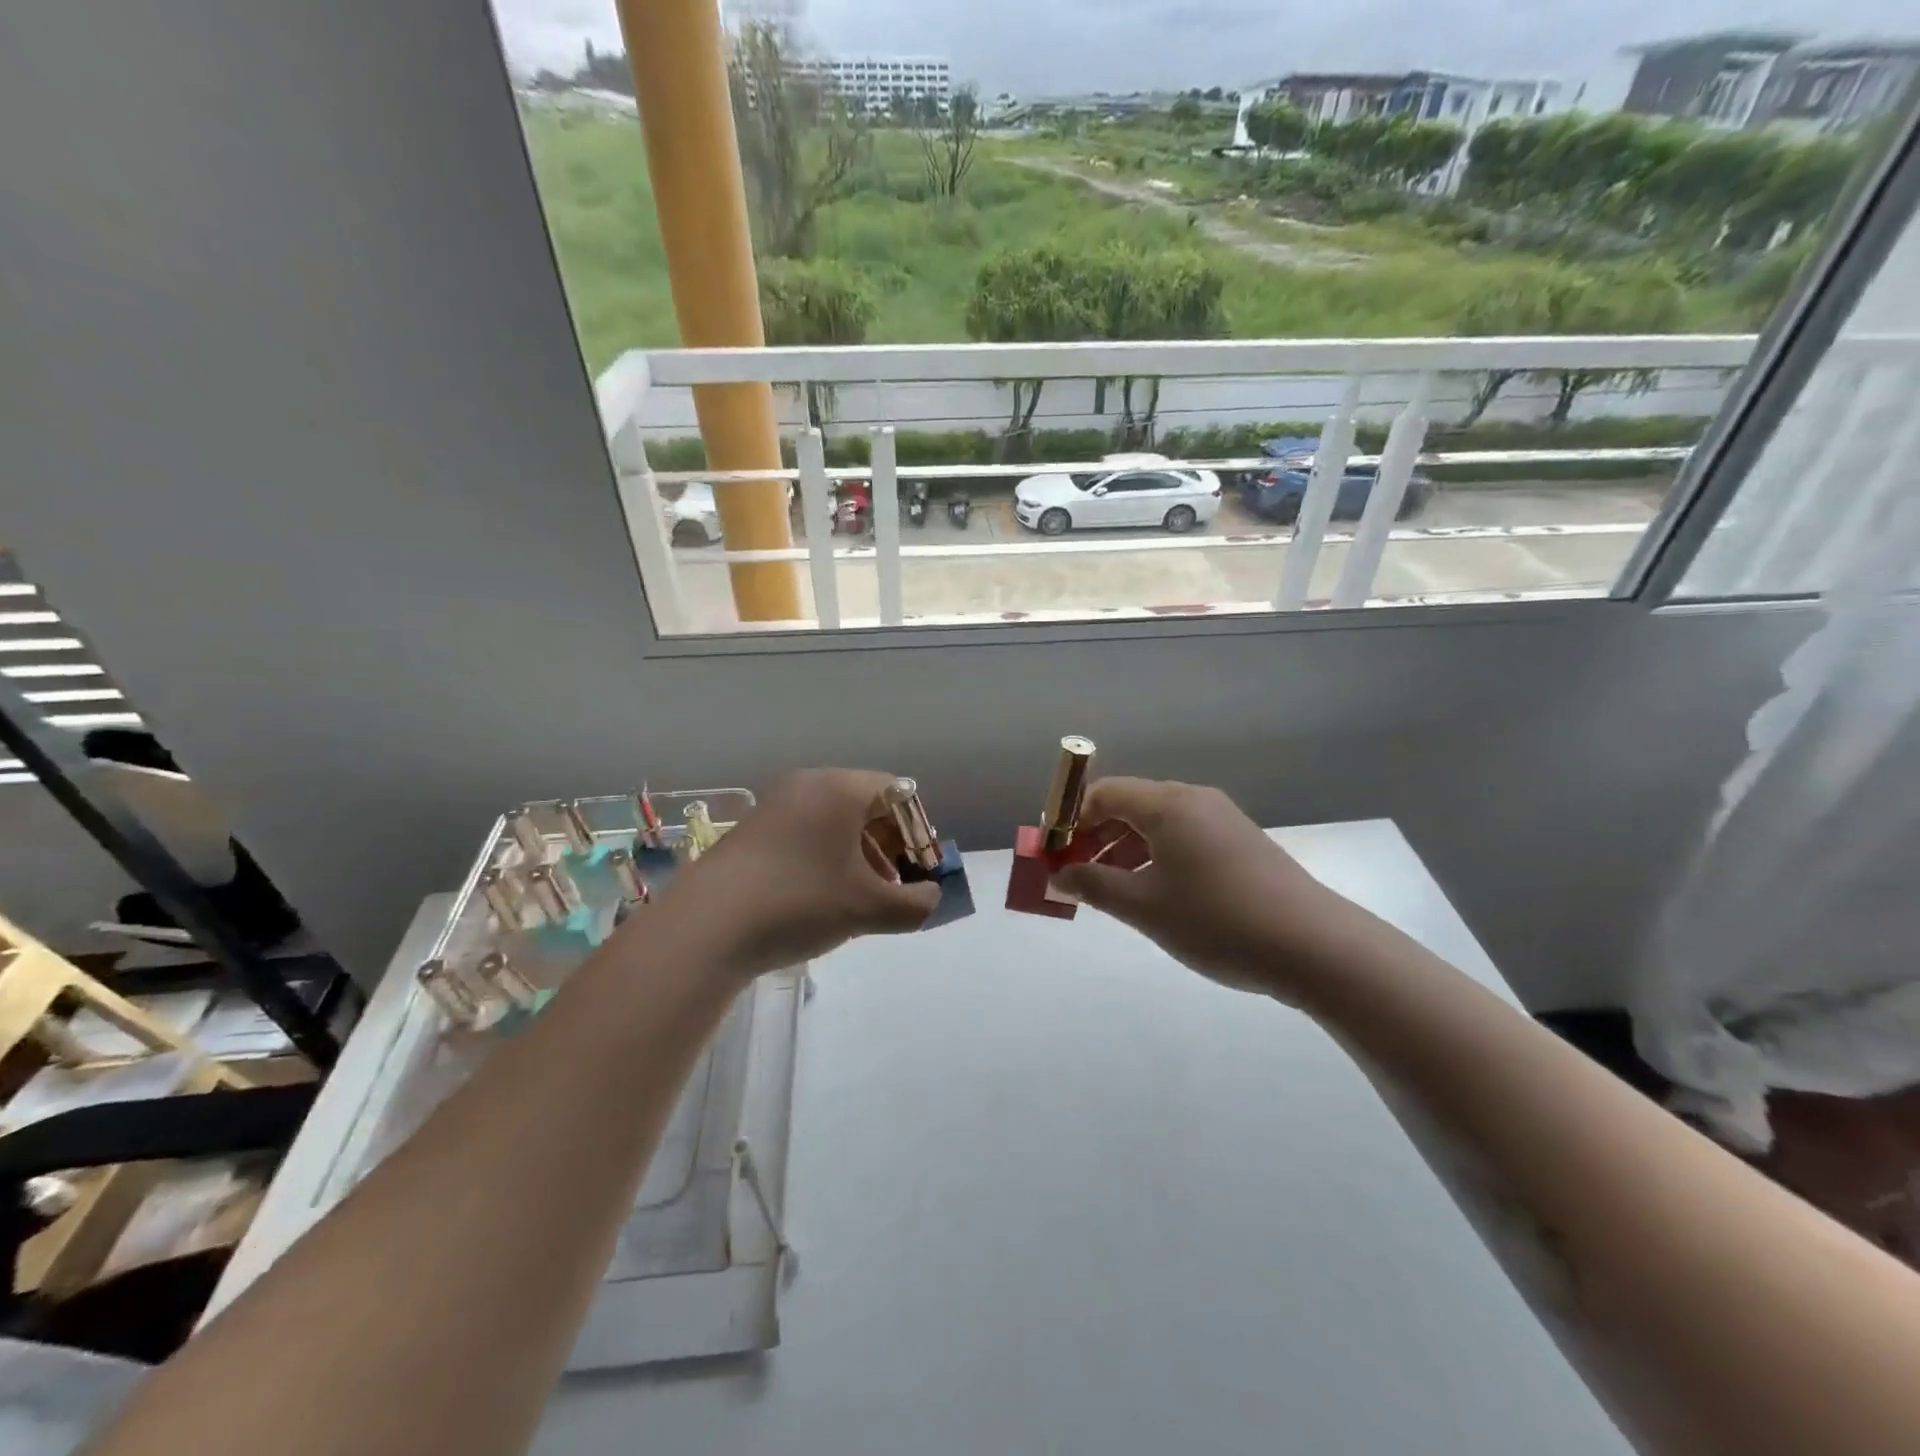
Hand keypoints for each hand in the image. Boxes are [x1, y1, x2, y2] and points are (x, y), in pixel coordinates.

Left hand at [651, 769, 940, 979]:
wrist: (704, 927)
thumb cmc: (799, 902)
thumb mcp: (867, 908)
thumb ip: (914, 904)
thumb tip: (931, 898)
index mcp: (840, 788)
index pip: (898, 792)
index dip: (917, 830)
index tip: (918, 869)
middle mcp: (808, 784)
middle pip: (866, 805)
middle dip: (889, 845)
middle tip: (894, 886)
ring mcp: (775, 806)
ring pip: (834, 822)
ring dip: (858, 855)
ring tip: (860, 899)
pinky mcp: (751, 831)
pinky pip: (805, 833)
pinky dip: (825, 858)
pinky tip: (820, 899)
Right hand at [1051, 778, 1342, 997]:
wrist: (1314, 947)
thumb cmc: (1218, 921)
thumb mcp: (1145, 907)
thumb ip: (1094, 886)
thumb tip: (1058, 876)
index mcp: (1168, 804)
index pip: (1104, 792)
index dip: (1072, 819)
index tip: (1055, 854)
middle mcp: (1194, 800)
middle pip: (1129, 805)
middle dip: (1095, 836)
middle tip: (1076, 875)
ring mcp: (1222, 820)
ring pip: (1157, 824)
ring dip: (1124, 850)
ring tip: (1109, 891)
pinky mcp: (1240, 843)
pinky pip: (1182, 838)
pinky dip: (1155, 857)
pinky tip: (1152, 893)